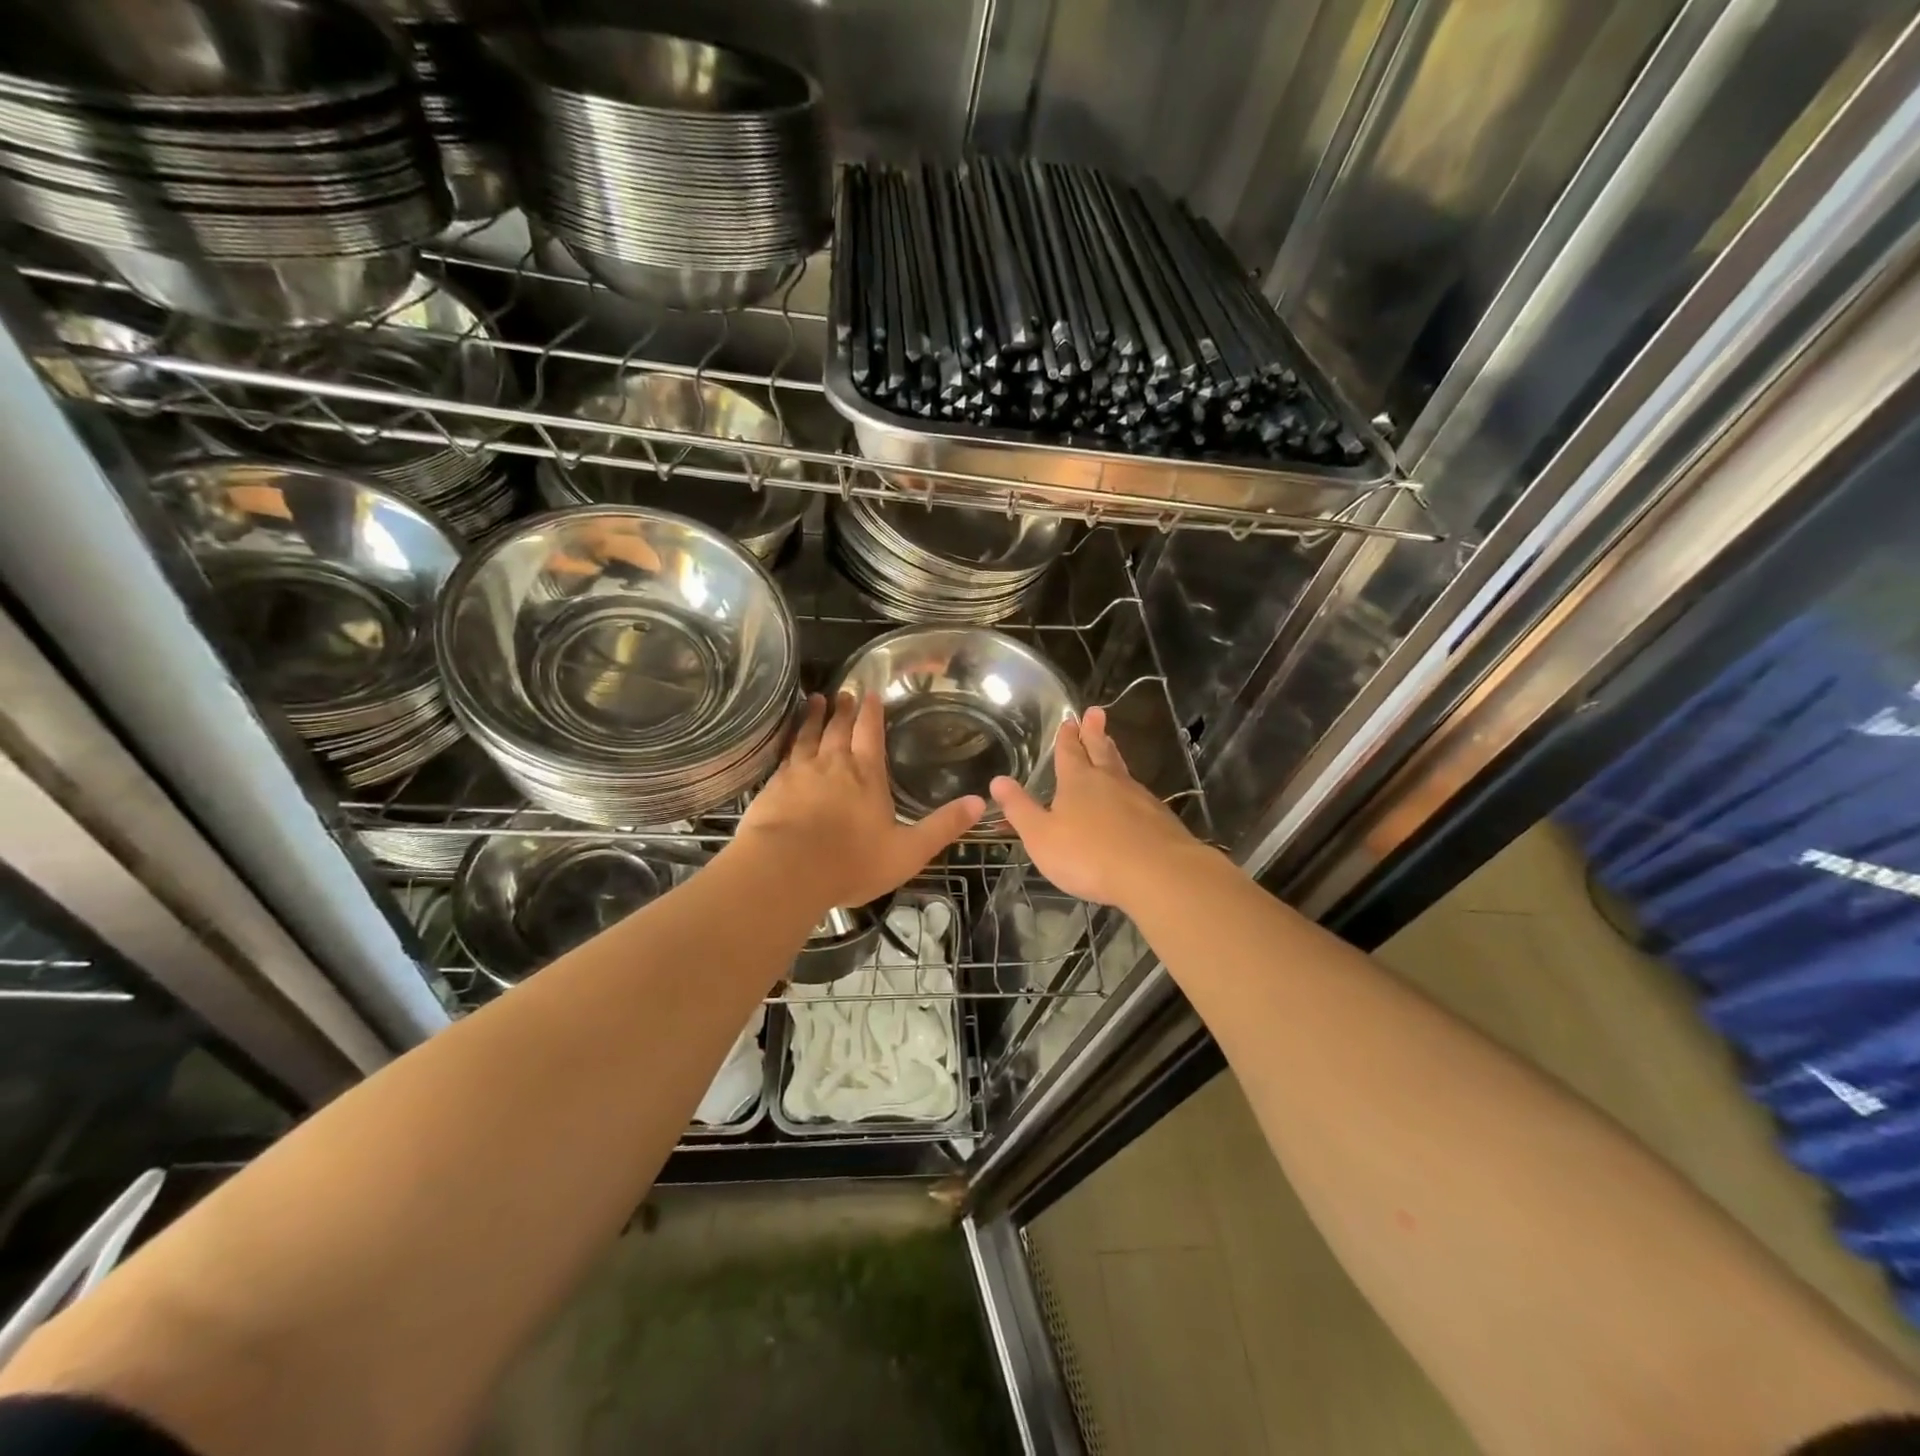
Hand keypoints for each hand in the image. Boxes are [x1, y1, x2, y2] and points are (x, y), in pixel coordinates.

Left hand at [733, 691, 983, 916]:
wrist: (786, 870)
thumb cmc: (852, 861)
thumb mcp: (909, 851)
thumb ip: (943, 826)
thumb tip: (981, 802)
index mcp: (866, 775)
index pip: (870, 733)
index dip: (871, 712)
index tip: (870, 693)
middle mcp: (833, 765)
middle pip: (839, 729)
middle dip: (844, 710)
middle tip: (844, 692)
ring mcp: (799, 773)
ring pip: (808, 736)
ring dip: (813, 717)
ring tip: (815, 701)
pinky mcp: (772, 787)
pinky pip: (783, 755)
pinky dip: (788, 741)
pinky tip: (786, 741)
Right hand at [991, 706, 1205, 909]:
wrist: (1156, 873)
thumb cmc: (1089, 855)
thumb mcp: (1041, 836)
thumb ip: (1020, 809)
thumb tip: (998, 780)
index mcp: (1078, 782)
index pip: (1070, 752)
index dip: (1067, 736)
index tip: (1070, 719)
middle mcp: (1109, 781)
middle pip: (1100, 750)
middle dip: (1095, 732)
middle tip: (1096, 712)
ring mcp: (1138, 798)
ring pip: (1122, 770)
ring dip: (1113, 755)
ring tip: (1110, 744)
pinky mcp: (1159, 818)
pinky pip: (1139, 794)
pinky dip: (1130, 788)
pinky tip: (1132, 796)